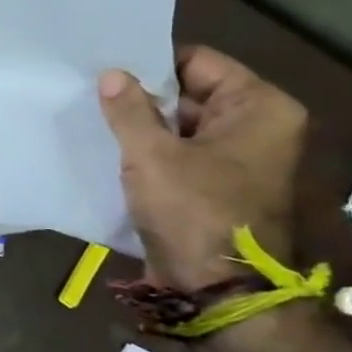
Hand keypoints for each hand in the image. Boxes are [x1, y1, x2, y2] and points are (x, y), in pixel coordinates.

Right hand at [98, 46, 306, 287]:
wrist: (216, 289)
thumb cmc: (193, 210)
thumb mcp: (152, 155)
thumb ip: (129, 110)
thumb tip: (112, 74)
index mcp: (259, 108)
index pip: (198, 62)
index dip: (152, 64)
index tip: (108, 67)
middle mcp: (257, 127)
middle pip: (190, 95)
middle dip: (143, 98)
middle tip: (92, 92)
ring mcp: (237, 160)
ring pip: (180, 128)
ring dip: (142, 128)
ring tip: (95, 119)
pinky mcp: (215, 188)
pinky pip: (179, 156)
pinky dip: (150, 154)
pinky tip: (110, 151)